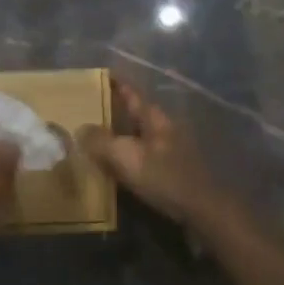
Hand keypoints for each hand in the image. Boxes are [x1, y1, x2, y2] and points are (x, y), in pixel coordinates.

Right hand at [78, 76, 225, 225]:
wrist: (202, 210)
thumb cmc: (164, 177)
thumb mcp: (127, 157)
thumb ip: (101, 142)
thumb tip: (81, 129)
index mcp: (154, 118)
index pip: (132, 93)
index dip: (117, 83)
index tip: (101, 74)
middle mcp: (163, 129)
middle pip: (135, 114)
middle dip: (114, 110)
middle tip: (88, 110)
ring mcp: (170, 150)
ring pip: (138, 135)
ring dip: (119, 135)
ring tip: (95, 139)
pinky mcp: (171, 170)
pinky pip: (142, 155)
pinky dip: (127, 155)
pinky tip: (115, 166)